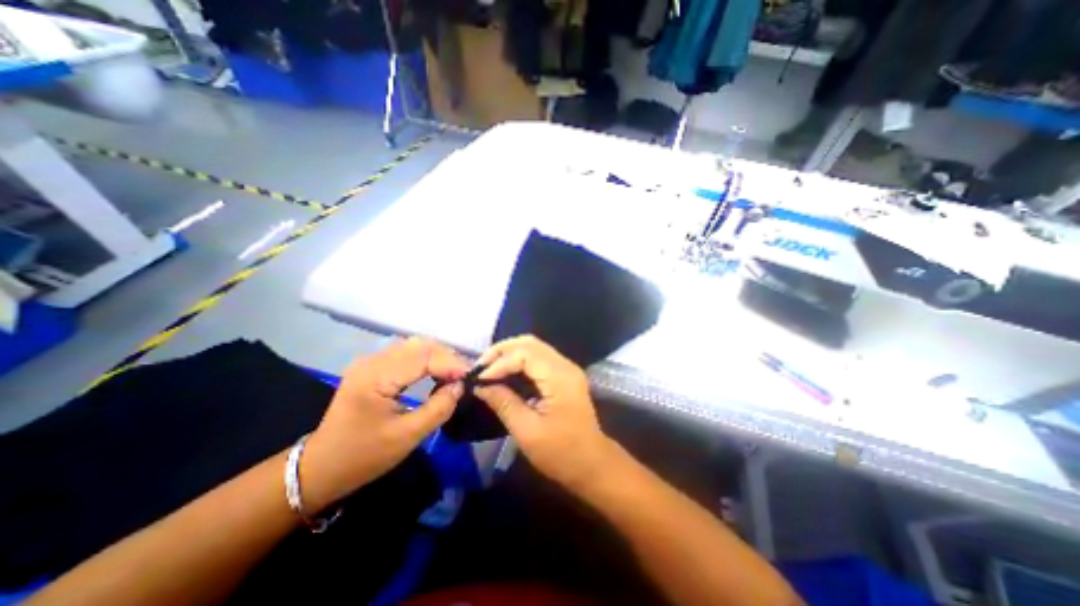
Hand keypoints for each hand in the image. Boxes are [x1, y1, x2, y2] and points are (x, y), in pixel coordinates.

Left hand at [301, 336, 465, 511]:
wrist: (320, 468)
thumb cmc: (362, 456)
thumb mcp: (407, 437)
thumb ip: (439, 408)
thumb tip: (460, 386)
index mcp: (375, 377)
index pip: (423, 357)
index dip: (450, 364)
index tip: (470, 377)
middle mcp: (372, 361)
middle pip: (420, 345)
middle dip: (447, 357)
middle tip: (464, 376)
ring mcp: (371, 362)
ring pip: (415, 346)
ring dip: (439, 357)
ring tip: (454, 374)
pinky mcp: (373, 367)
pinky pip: (407, 354)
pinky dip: (427, 360)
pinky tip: (436, 372)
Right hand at [473, 336, 615, 492]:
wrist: (592, 464)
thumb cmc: (561, 453)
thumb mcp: (527, 432)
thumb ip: (504, 403)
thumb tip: (480, 386)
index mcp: (559, 378)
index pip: (524, 354)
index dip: (499, 362)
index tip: (479, 379)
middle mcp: (565, 365)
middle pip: (530, 343)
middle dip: (502, 350)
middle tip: (480, 366)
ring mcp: (566, 368)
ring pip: (534, 347)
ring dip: (510, 353)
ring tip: (489, 368)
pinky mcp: (564, 375)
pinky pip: (538, 357)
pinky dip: (519, 360)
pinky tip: (506, 372)